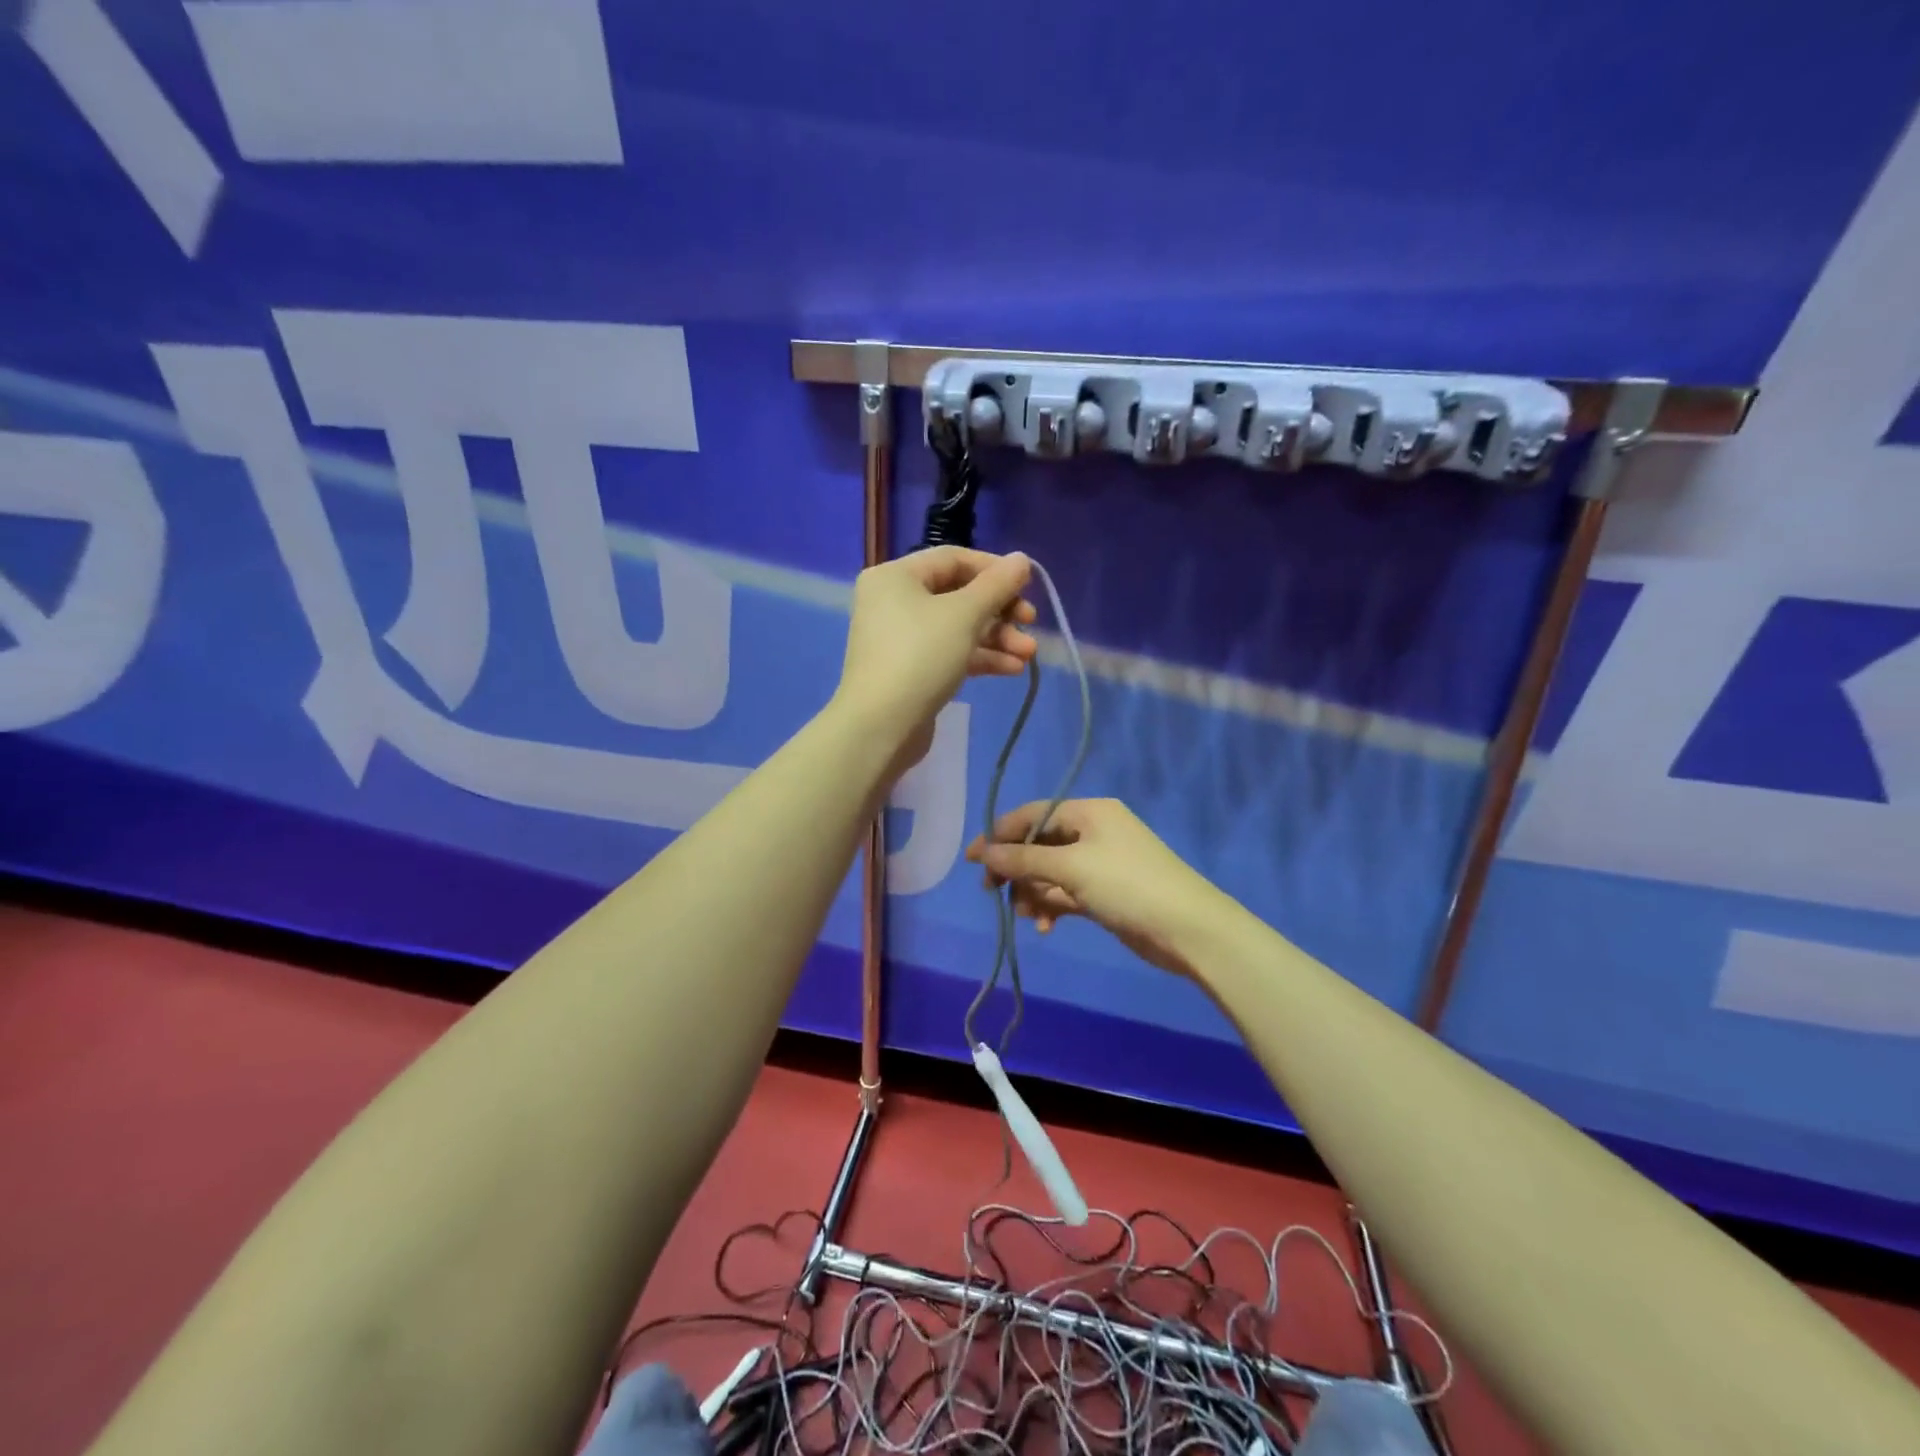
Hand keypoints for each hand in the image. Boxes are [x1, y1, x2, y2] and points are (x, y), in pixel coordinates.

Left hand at [834, 547, 1037, 767]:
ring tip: (1028, 655)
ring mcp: (901, 638)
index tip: (1027, 586)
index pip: (953, 559)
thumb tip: (1021, 559)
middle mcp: (894, 601)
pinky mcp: (911, 670)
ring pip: (958, 627)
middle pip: (958, 595)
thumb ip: (996, 585)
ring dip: (997, 638)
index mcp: (895, 577)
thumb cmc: (920, 657)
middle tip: (1031, 623)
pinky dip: (980, 657)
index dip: (994, 569)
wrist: (880, 727)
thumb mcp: (964, 615)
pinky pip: (950, 653)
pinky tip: (1012, 669)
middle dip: (1000, 611)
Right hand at [965, 799, 1231, 978]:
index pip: (1032, 814)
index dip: (999, 834)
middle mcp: (1092, 832)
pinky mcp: (1104, 893)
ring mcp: (1099, 863)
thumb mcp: (1071, 868)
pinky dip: (1051, 905)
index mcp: (1088, 812)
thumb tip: (984, 851)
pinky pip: (1065, 892)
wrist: (1188, 929)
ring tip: (1027, 916)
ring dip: (1033, 892)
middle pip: (1038, 843)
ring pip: (1049, 872)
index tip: (972, 860)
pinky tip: (1046, 926)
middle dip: (1016, 868)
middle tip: (993, 893)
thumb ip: (1024, 859)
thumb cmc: (1128, 886)